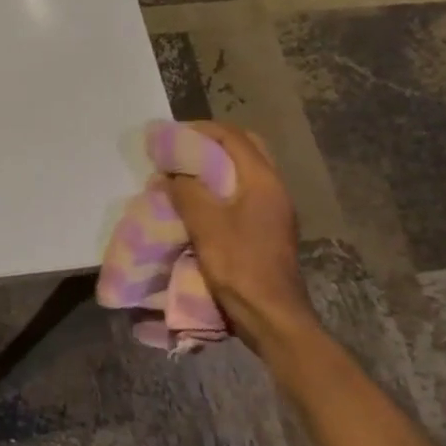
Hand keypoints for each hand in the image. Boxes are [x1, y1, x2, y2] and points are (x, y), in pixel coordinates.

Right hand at [160, 123, 320, 358]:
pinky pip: (243, 193)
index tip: (171, 135)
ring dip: (215, 166)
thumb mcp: (205, 225)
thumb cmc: (239, 266)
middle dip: (212, 143)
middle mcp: (274, 189)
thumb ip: (186, 192)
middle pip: (245, 149)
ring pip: (244, 172)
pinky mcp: (268, 229)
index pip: (233, 137)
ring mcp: (274, 210)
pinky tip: (199, 202)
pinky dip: (220, 188)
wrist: (272, 316)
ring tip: (184, 173)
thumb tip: (170, 175)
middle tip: (181, 149)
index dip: (201, 130)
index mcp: (263, 181)